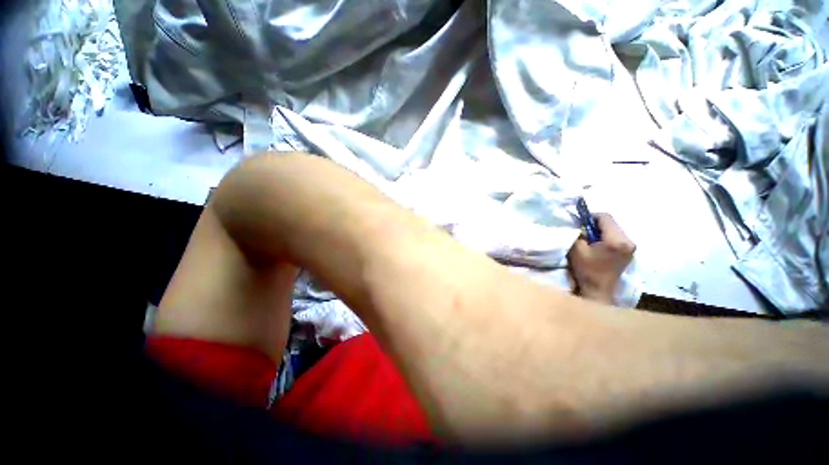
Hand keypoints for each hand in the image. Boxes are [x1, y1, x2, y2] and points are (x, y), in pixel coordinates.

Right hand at [568, 213, 635, 304]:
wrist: (598, 290)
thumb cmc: (587, 269)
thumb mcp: (577, 248)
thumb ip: (579, 233)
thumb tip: (580, 225)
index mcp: (617, 240)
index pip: (605, 217)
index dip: (590, 216)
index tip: (579, 222)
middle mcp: (628, 241)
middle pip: (611, 223)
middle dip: (595, 224)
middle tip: (582, 231)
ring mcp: (631, 247)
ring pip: (614, 230)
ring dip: (600, 231)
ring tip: (589, 239)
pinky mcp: (629, 252)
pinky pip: (617, 237)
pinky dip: (605, 237)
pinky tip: (597, 246)